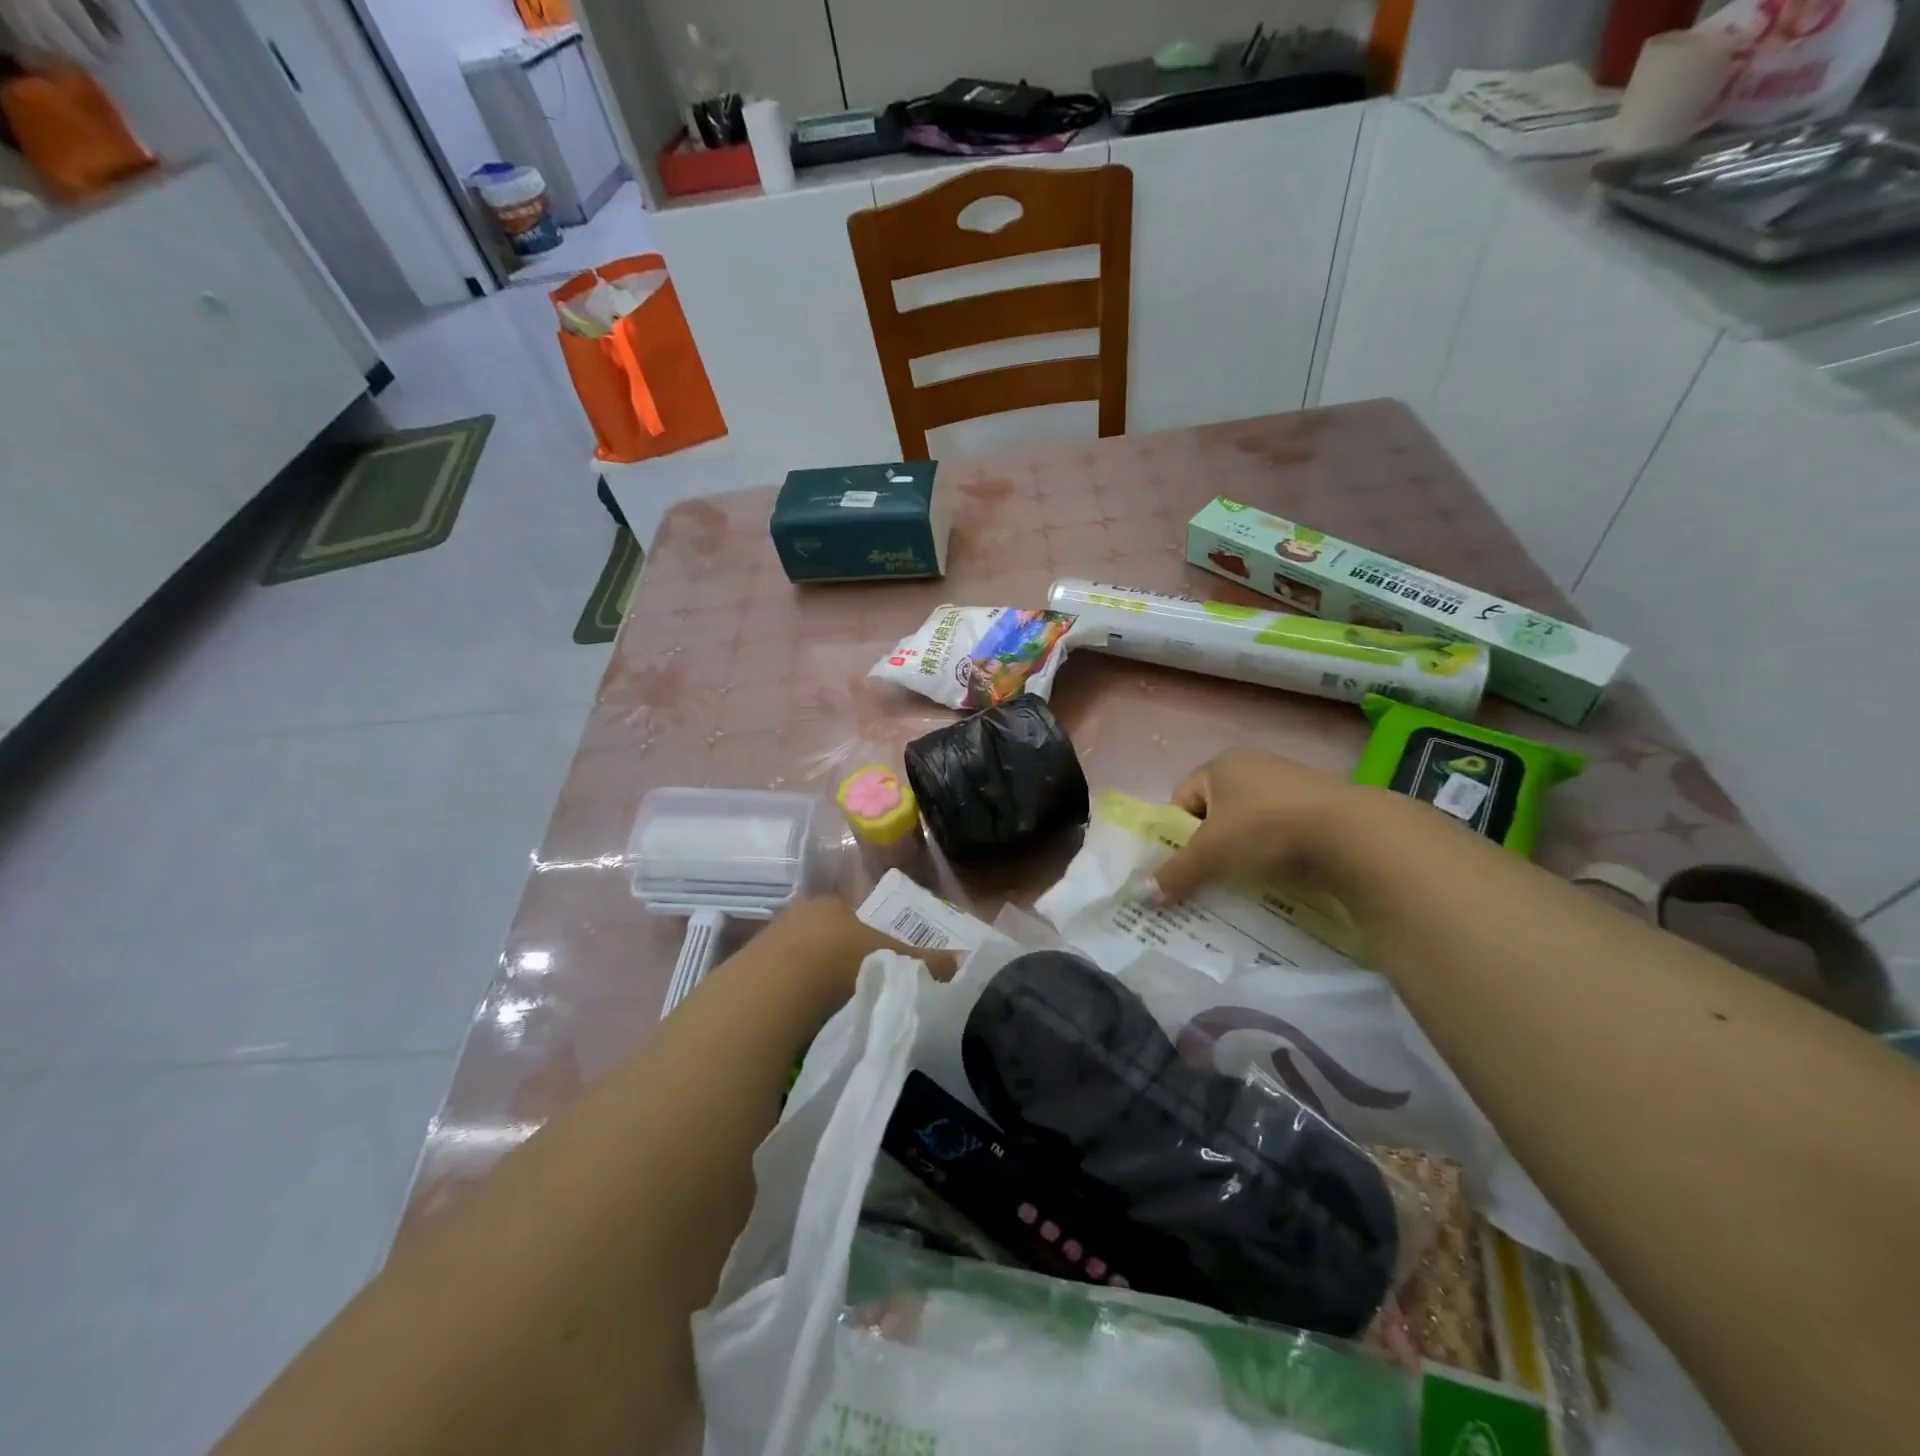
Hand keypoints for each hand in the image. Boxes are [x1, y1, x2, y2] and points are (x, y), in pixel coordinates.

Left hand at [757, 896, 958, 1003]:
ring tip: (830, 1014)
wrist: (775, 990)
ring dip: (812, 982)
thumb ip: (926, 961)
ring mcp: (767, 942)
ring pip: (799, 961)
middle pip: (826, 938)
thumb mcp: (893, 960)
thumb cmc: (840, 961)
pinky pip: (777, 984)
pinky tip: (800, 1023)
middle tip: (859, 993)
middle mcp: (798, 914)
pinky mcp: (745, 972)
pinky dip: (790, 1000)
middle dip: (840, 962)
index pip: (856, 919)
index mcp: (832, 904)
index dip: (871, 943)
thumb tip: (962, 962)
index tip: (882, 970)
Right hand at [1152, 749, 1384, 902]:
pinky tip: (1283, 872)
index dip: (1178, 833)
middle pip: (1216, 811)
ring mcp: (1290, 782)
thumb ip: (1175, 873)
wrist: (1350, 832)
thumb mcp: (1211, 855)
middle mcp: (1253, 764)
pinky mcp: (1321, 803)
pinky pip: (1283, 830)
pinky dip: (1277, 851)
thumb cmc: (1263, 830)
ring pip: (1251, 822)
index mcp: (1220, 765)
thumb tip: (1143, 895)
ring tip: (1249, 878)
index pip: (1181, 798)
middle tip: (1213, 874)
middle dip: (1212, 844)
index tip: (1188, 862)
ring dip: (1245, 850)